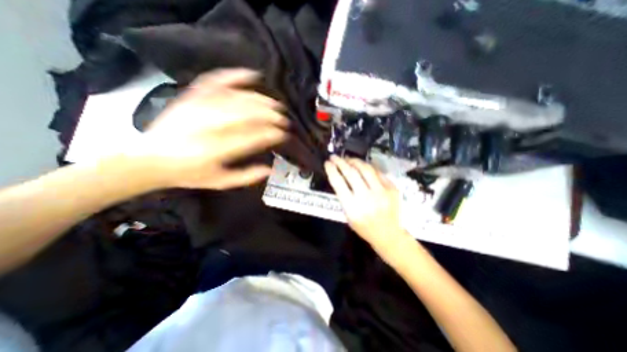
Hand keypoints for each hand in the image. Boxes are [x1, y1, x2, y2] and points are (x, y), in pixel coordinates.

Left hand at [133, 69, 288, 189]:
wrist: (150, 158)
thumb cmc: (189, 173)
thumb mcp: (220, 182)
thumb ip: (246, 177)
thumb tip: (269, 168)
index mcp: (217, 149)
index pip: (253, 137)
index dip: (272, 134)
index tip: (283, 135)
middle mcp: (210, 125)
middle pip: (248, 114)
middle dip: (271, 116)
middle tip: (283, 120)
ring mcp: (200, 107)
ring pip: (238, 98)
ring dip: (261, 101)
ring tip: (275, 105)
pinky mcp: (193, 96)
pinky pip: (216, 80)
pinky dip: (235, 75)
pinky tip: (251, 75)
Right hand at [326, 157, 415, 257]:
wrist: (388, 234)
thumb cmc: (364, 227)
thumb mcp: (348, 216)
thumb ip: (344, 197)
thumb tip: (340, 177)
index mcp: (352, 207)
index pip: (338, 183)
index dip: (331, 170)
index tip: (327, 163)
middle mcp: (366, 197)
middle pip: (351, 173)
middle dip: (340, 162)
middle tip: (335, 157)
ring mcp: (381, 192)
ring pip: (366, 169)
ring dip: (354, 161)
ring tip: (348, 159)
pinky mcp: (392, 188)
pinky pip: (377, 172)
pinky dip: (368, 168)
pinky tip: (362, 167)